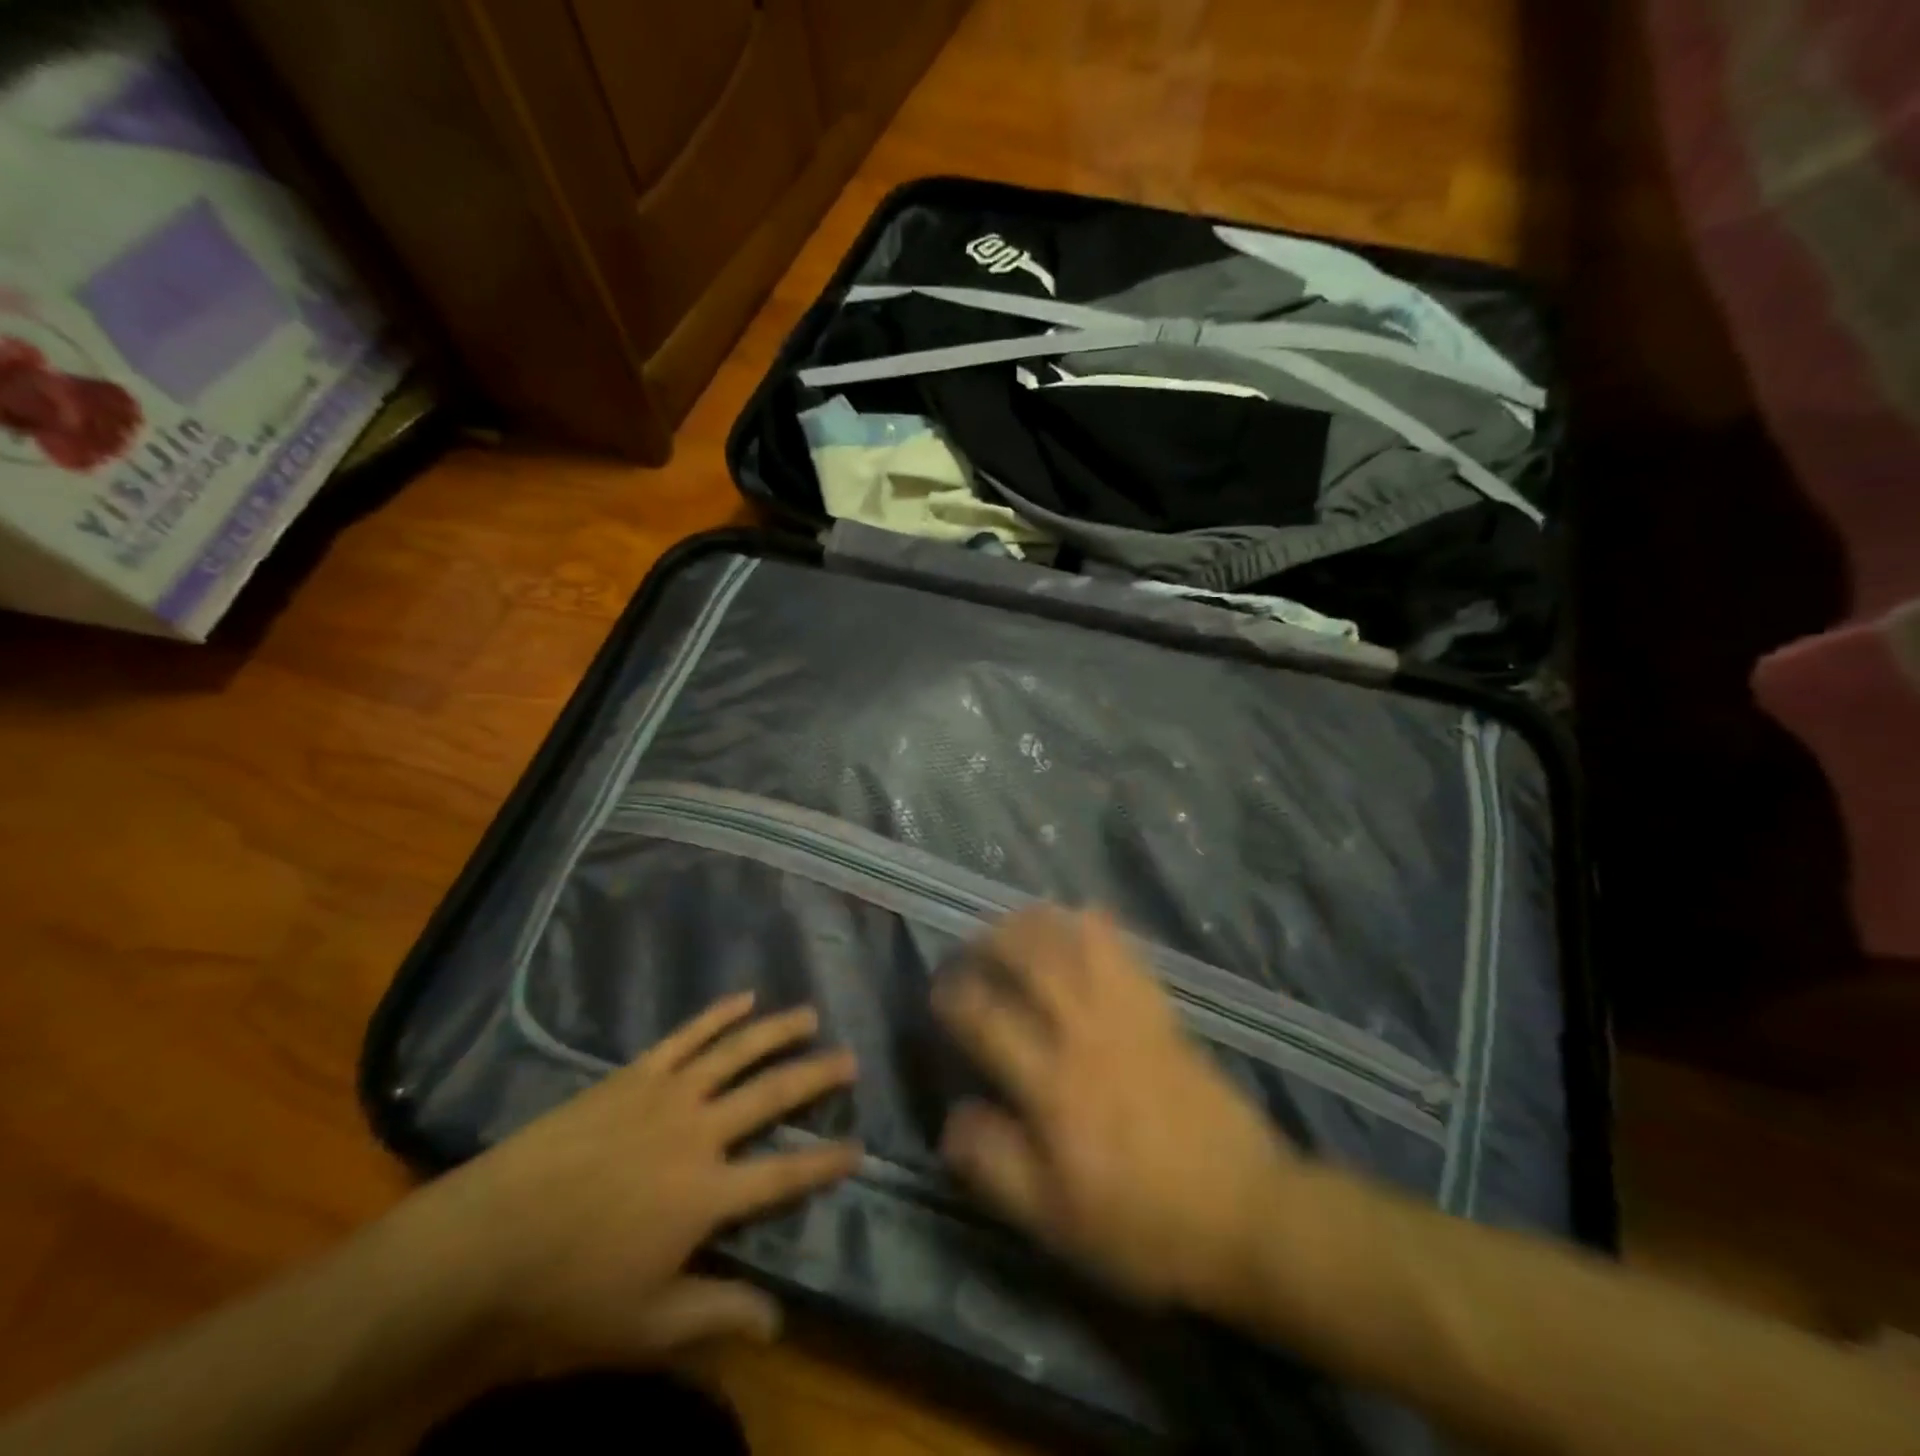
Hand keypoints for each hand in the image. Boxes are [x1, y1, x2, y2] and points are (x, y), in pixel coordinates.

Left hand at [430, 994, 859, 1357]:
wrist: (488, 1236)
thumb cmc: (567, 1287)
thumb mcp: (645, 1322)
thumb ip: (716, 1313)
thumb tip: (780, 1320)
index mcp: (707, 1193)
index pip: (784, 1173)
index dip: (826, 1161)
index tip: (859, 1147)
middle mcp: (699, 1132)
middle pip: (772, 1094)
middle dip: (817, 1076)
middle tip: (851, 1058)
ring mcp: (668, 1093)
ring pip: (737, 1051)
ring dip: (778, 1031)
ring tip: (810, 1016)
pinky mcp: (636, 1073)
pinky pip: (687, 1036)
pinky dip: (719, 1014)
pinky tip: (744, 998)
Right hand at [934, 907, 1296, 1313]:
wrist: (1247, 1212)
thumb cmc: (1144, 1225)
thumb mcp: (1056, 1220)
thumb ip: (997, 1165)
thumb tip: (952, 1117)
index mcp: (1053, 1085)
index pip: (988, 1019)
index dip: (955, 997)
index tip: (939, 992)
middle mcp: (1085, 1034)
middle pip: (1032, 960)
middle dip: (993, 941)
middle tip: (973, 943)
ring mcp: (1129, 1017)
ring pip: (1077, 944)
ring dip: (1040, 922)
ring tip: (1016, 920)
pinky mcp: (1163, 1013)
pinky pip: (1127, 953)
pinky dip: (1100, 927)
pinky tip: (1085, 917)